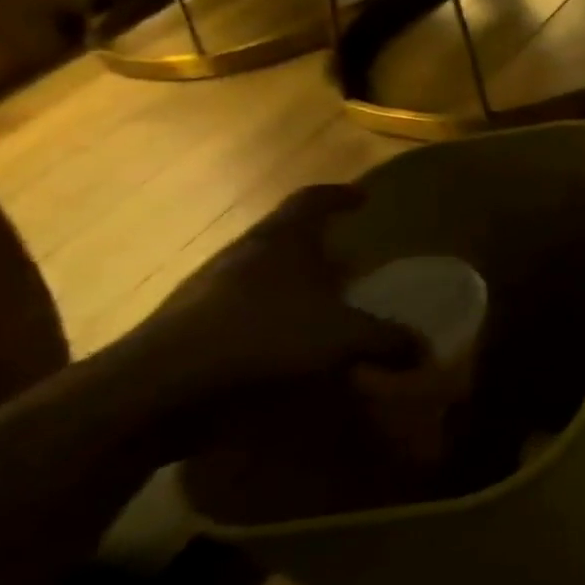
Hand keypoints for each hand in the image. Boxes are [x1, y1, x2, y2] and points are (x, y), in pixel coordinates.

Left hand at [115, 185, 421, 434]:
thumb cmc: (265, 337)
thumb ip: (389, 339)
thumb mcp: (346, 337)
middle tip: (349, 264)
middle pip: (284, 238)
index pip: (312, 200)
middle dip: (318, 249)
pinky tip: (286, 351)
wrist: (159, 389)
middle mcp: (242, 255)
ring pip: (259, 276)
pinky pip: (239, 314)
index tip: (362, 199)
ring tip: (322, 310)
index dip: (339, 196)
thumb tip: (425, 350)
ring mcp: (206, 291)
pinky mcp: (185, 330)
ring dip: (291, 288)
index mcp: (281, 240)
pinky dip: (267, 324)